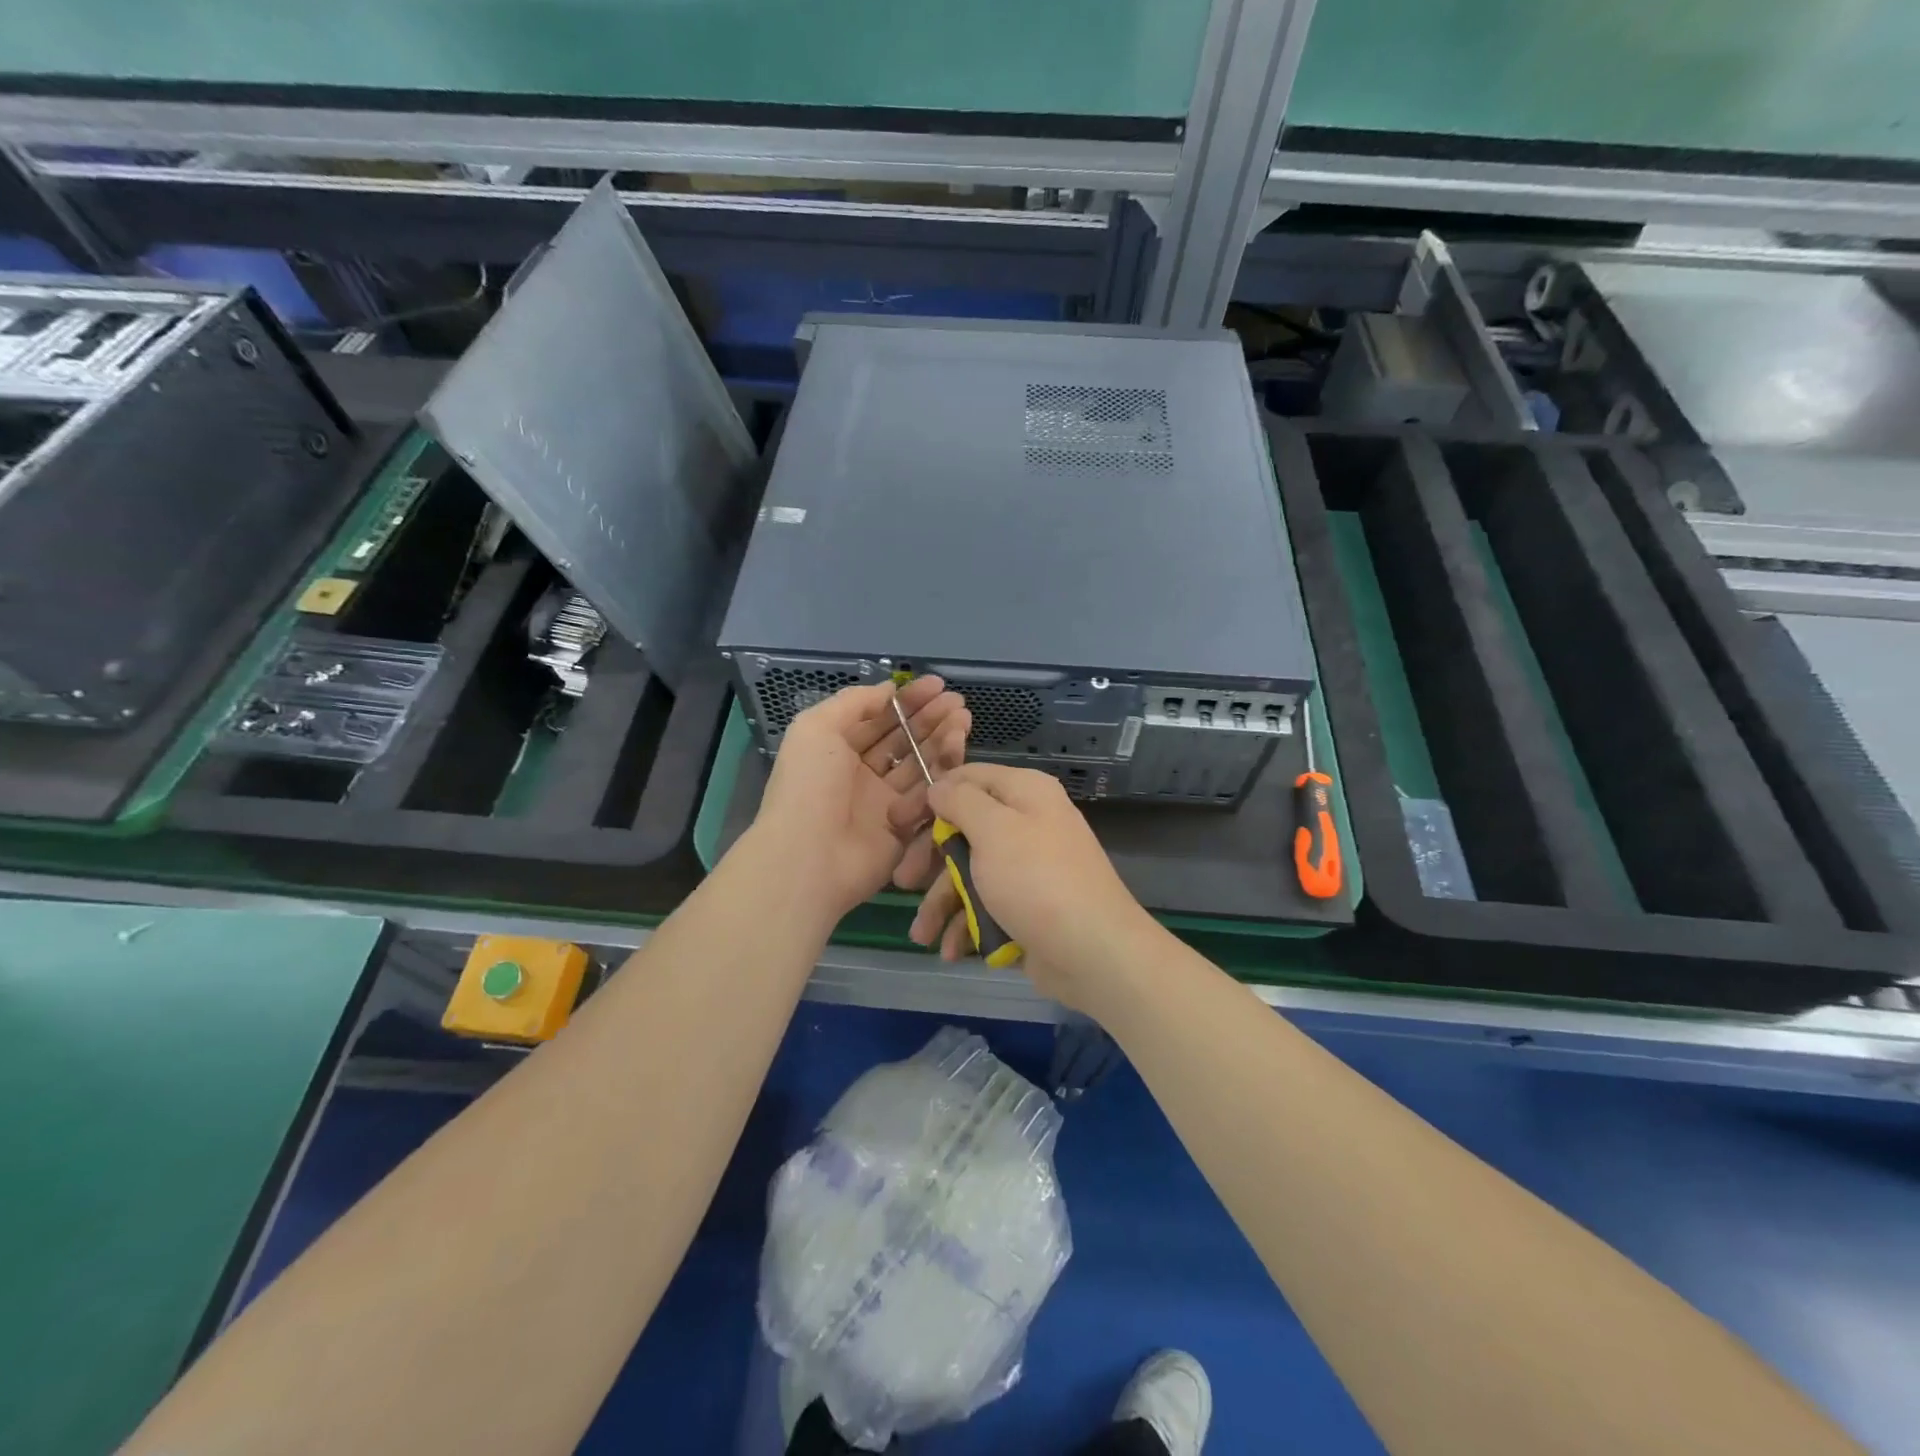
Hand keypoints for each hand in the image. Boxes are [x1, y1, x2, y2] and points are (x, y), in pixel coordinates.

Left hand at [749, 677, 968, 922]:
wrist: (810, 856)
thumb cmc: (808, 786)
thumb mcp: (816, 728)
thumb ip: (853, 702)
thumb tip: (888, 689)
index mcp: (837, 749)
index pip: (878, 718)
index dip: (906, 701)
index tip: (936, 685)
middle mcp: (862, 773)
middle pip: (902, 739)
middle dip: (929, 717)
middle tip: (957, 702)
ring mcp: (884, 801)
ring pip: (919, 763)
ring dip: (941, 738)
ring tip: (963, 718)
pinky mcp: (904, 826)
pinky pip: (927, 794)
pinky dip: (943, 770)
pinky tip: (958, 748)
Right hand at [904, 763, 1157, 1012]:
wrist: (1093, 952)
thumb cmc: (1037, 880)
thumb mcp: (994, 830)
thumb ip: (961, 802)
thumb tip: (940, 786)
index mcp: (1024, 793)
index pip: (967, 778)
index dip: (929, 797)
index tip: (895, 822)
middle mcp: (1027, 822)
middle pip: (964, 829)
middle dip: (930, 859)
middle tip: (902, 881)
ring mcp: (1028, 866)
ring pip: (971, 872)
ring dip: (942, 902)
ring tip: (921, 935)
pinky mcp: (1027, 904)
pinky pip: (987, 904)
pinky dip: (966, 924)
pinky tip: (951, 949)